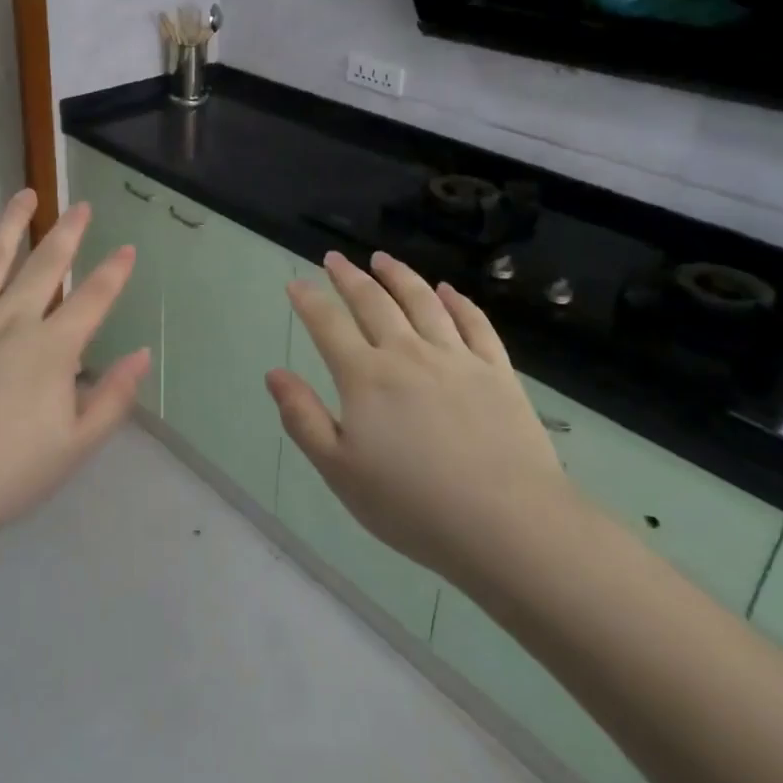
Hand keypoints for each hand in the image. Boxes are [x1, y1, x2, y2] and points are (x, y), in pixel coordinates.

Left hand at [0, 189, 150, 544]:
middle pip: (46, 264)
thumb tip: (142, 354)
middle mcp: (10, 319)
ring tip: (25, 194)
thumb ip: (111, 399)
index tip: (127, 249)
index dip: (114, 273)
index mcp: (51, 349)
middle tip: (80, 206)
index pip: (93, 299)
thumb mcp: (72, 449)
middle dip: (68, 232)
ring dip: (12, 222)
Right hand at [267, 251, 574, 581]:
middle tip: (335, 258)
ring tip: (382, 259)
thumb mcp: (340, 470)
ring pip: (422, 301)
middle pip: (373, 302)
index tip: (296, 283)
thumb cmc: (412, 505)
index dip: (309, 300)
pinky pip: (474, 323)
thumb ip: (303, 418)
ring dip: (399, 276)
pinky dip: (458, 301)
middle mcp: (407, 353)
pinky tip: (448, 290)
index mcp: (365, 377)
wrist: (507, 523)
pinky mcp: (497, 371)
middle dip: (349, 277)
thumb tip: (275, 373)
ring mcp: (456, 358)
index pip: (328, 325)